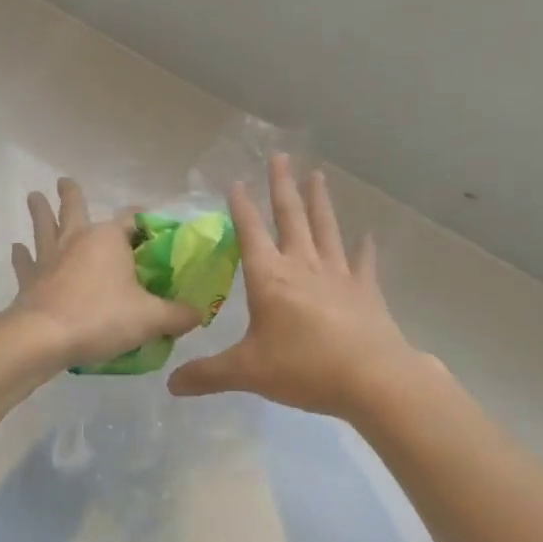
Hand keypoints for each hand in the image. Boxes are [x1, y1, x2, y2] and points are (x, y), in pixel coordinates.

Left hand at [8, 178, 202, 371]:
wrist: (44, 338)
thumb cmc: (101, 318)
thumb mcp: (152, 319)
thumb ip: (178, 315)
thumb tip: (198, 313)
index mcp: (109, 239)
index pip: (133, 219)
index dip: (146, 220)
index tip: (154, 223)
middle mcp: (77, 240)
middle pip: (75, 209)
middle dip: (72, 195)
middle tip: (65, 181)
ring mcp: (49, 258)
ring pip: (44, 228)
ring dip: (40, 212)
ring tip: (34, 197)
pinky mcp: (30, 280)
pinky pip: (25, 263)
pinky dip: (22, 256)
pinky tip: (18, 249)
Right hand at [168, 156, 426, 419]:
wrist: (371, 378)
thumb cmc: (303, 368)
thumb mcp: (247, 372)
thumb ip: (208, 374)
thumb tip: (170, 385)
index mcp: (270, 278)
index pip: (250, 233)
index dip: (241, 207)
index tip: (237, 181)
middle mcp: (303, 266)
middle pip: (291, 218)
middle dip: (283, 187)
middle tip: (281, 156)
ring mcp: (338, 274)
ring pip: (326, 228)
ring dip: (320, 202)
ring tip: (318, 175)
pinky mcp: (366, 290)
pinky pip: (363, 262)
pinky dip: (364, 248)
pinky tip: (366, 235)